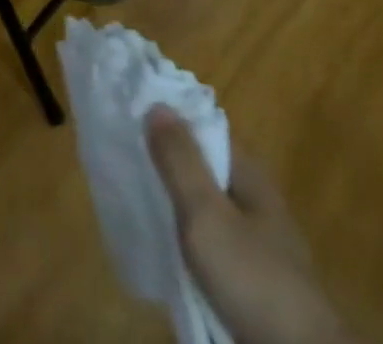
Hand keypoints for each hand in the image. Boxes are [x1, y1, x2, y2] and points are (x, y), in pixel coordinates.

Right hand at [146, 108, 360, 343]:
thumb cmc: (252, 276)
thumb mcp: (207, 214)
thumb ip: (180, 162)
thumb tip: (157, 104)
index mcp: (249, 173)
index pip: (204, 130)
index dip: (169, 122)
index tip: (130, 119)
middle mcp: (254, 199)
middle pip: (204, 169)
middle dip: (168, 164)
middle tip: (125, 161)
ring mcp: (256, 240)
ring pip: (206, 208)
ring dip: (176, 203)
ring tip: (136, 199)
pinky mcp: (252, 278)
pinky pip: (211, 243)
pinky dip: (188, 238)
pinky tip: (166, 245)